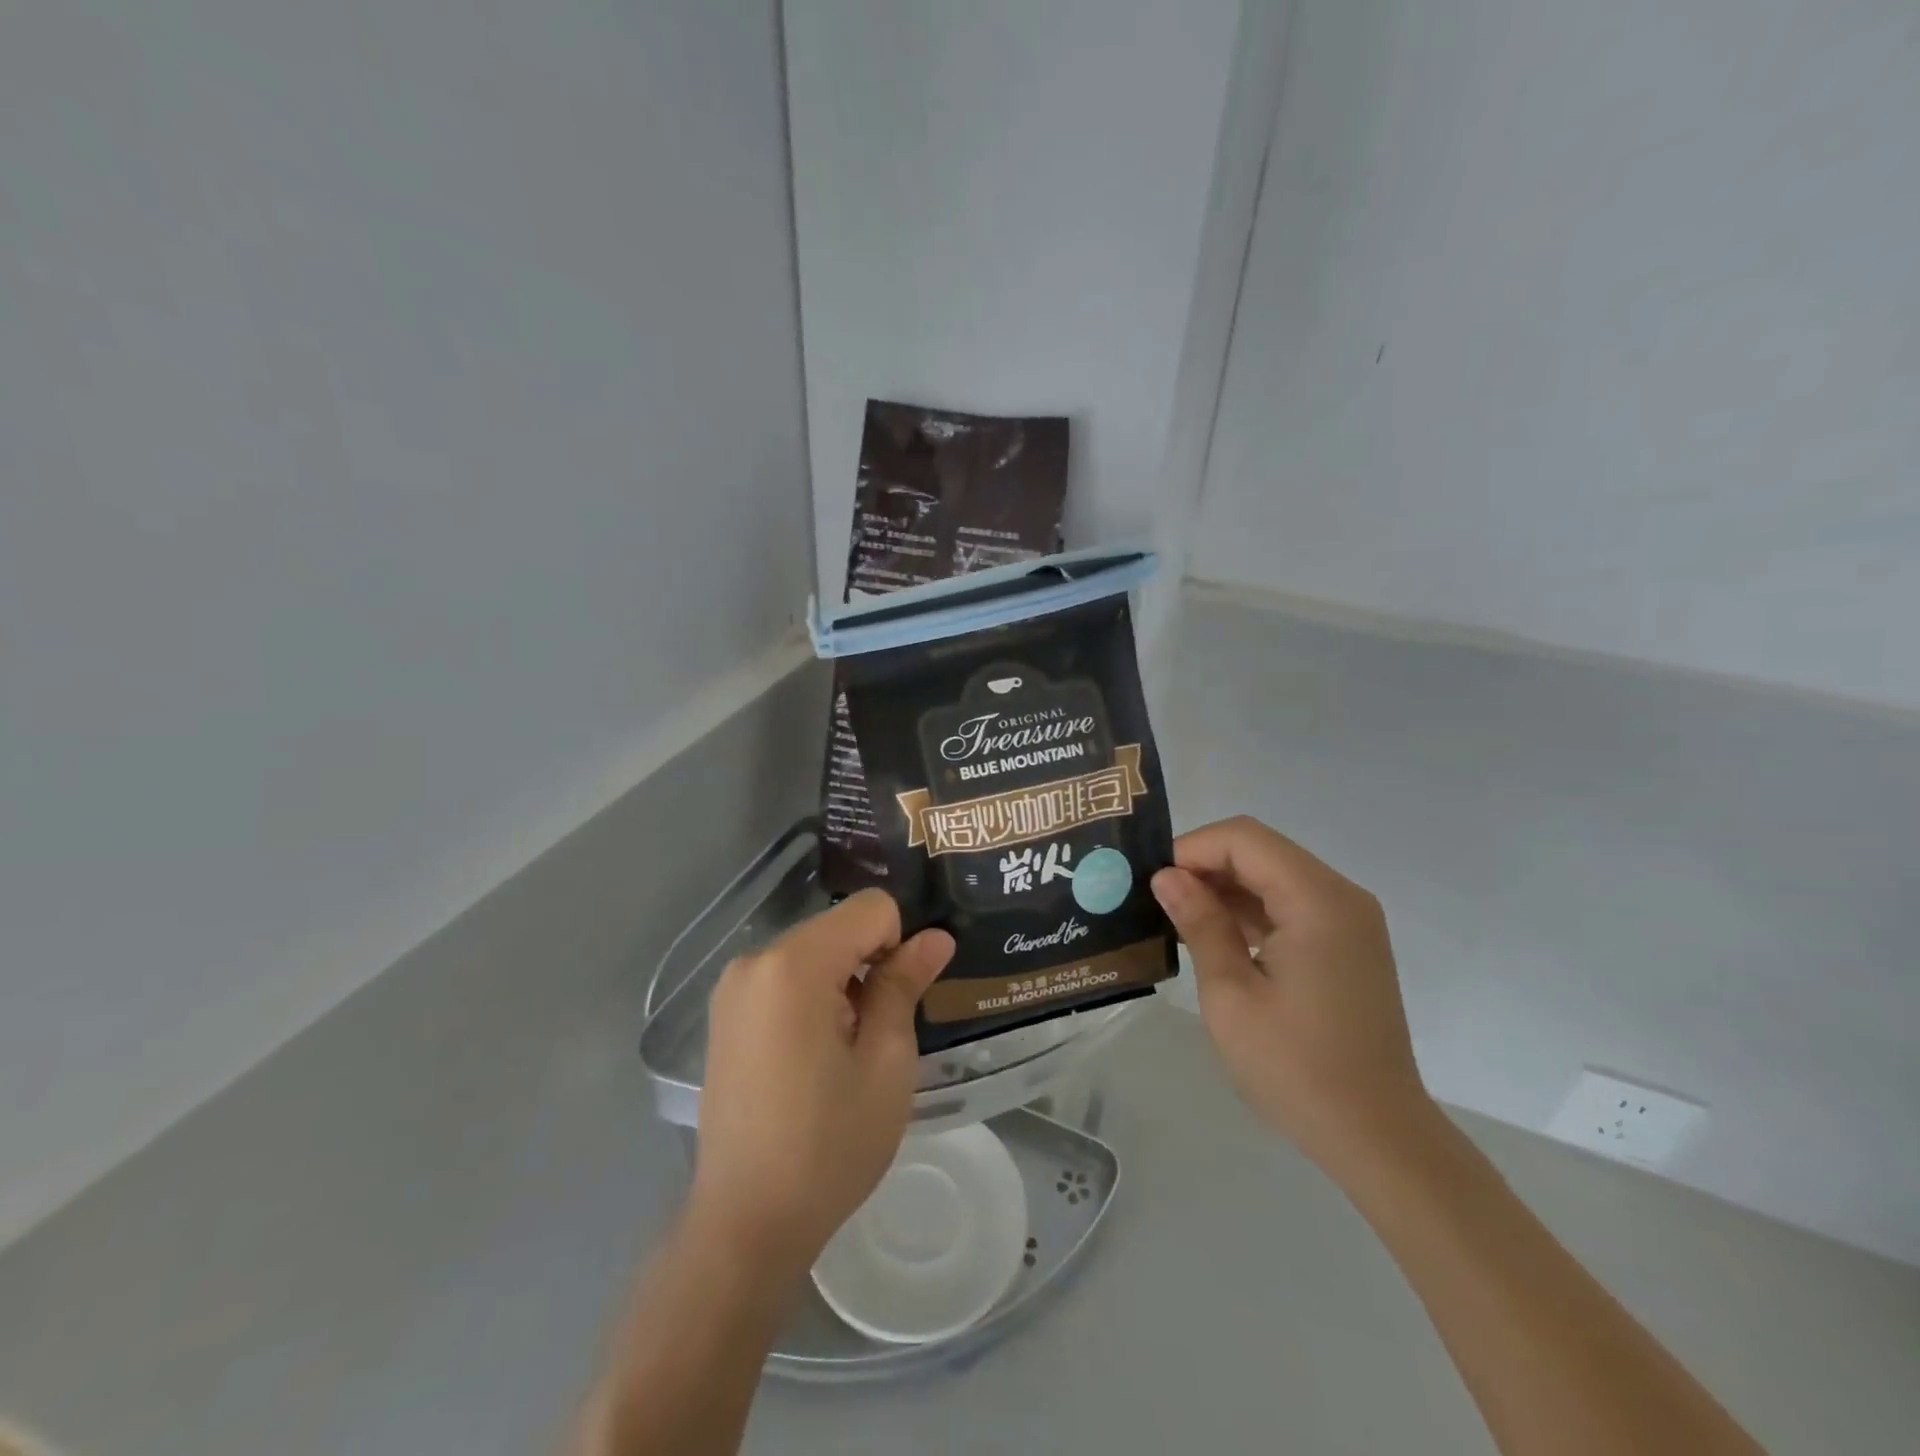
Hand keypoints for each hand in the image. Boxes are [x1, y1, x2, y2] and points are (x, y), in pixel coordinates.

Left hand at [689, 890, 954, 1281]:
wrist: (745, 1223)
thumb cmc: (828, 1144)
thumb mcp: (886, 1062)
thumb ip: (905, 985)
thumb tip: (936, 937)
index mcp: (793, 964)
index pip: (871, 909)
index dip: (898, 946)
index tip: (896, 1003)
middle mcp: (754, 960)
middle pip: (838, 928)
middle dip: (868, 965)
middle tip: (874, 1036)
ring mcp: (732, 987)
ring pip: (813, 951)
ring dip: (841, 983)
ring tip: (842, 1053)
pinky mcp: (724, 1014)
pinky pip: (784, 978)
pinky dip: (811, 997)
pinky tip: (812, 1057)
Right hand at [1150, 816, 1429, 1172]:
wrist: (1377, 1136)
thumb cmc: (1296, 1067)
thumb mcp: (1231, 994)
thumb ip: (1200, 924)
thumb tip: (1167, 877)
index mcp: (1317, 901)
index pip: (1244, 839)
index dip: (1192, 849)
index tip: (1154, 883)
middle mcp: (1341, 897)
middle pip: (1261, 851)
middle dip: (1206, 866)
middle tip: (1158, 901)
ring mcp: (1349, 921)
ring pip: (1274, 876)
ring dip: (1226, 889)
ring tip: (1178, 920)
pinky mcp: (1347, 945)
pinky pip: (1291, 905)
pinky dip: (1251, 911)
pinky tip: (1215, 938)